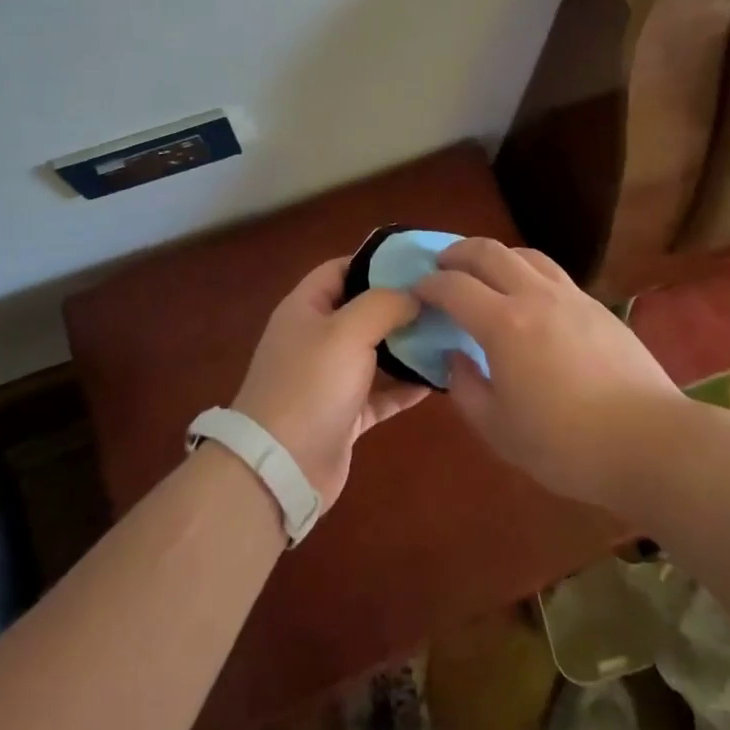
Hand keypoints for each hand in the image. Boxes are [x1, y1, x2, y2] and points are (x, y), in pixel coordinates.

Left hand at [231, 258, 431, 507]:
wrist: (280, 469)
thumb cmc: (311, 384)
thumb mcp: (348, 330)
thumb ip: (384, 303)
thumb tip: (414, 295)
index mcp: (306, 308)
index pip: (341, 268)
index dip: (377, 261)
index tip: (418, 261)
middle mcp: (316, 338)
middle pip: (362, 310)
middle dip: (400, 303)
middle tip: (443, 298)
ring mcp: (329, 378)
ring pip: (375, 352)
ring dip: (407, 345)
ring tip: (448, 333)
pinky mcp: (344, 414)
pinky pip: (381, 393)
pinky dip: (406, 386)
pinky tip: (439, 379)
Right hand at [415, 239, 685, 511]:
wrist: (649, 441)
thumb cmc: (567, 445)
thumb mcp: (500, 430)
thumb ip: (467, 389)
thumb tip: (455, 358)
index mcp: (504, 325)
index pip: (454, 287)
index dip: (429, 285)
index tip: (415, 291)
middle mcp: (534, 296)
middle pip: (489, 252)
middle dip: (458, 253)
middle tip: (442, 266)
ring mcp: (570, 296)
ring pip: (525, 254)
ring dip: (496, 256)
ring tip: (485, 272)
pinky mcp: (596, 306)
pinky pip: (552, 272)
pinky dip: (528, 270)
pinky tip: (529, 295)